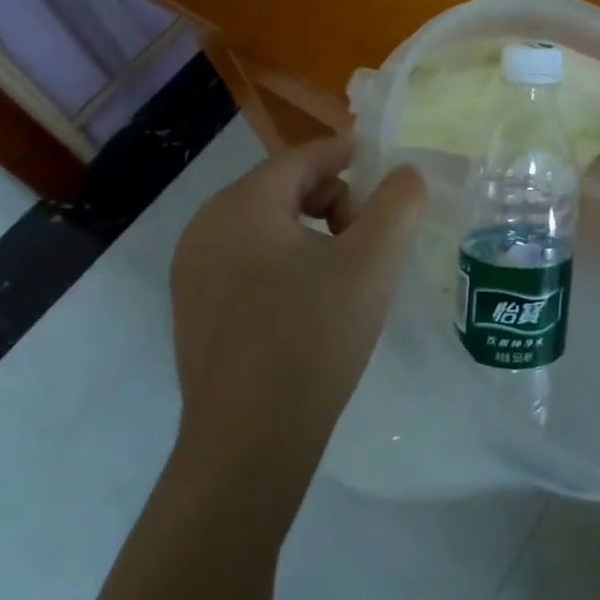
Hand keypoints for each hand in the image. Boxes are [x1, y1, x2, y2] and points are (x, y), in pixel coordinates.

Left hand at [167, 136, 424, 504]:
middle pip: (285, 188)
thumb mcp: (373, 261)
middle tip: (369, 242)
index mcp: (240, 206)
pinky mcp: (196, 310)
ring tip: (347, 276)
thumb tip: (405, 175)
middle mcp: (205, 229)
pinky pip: (251, 261)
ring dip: (315, 234)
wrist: (250, 444)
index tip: (388, 176)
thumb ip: (399, 203)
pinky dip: (289, 263)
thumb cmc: (314, 336)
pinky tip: (313, 305)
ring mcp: (193, 273)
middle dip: (336, 202)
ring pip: (269, 226)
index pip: (303, 157)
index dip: (350, 156)